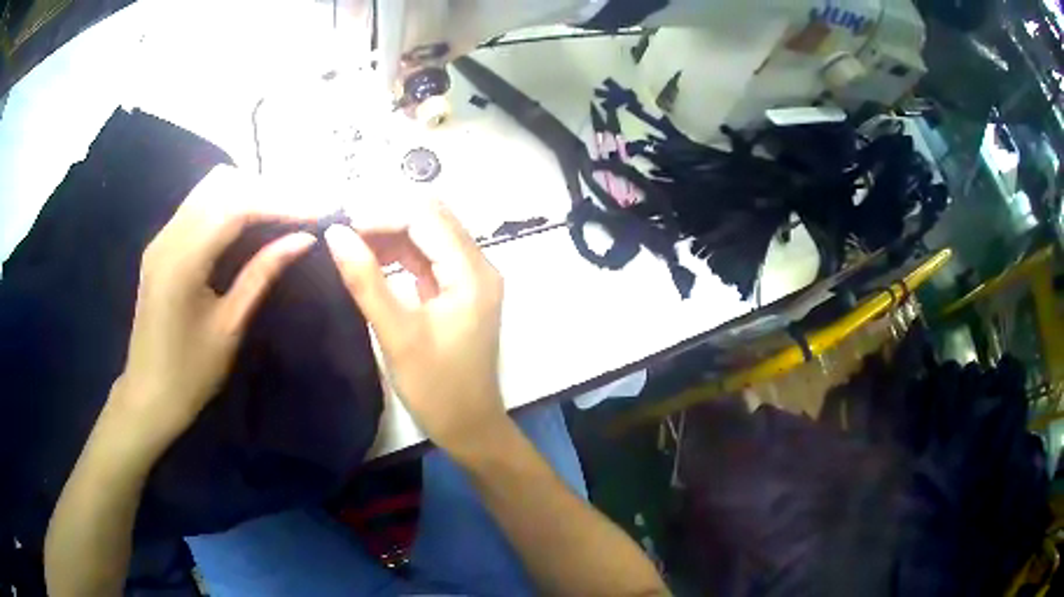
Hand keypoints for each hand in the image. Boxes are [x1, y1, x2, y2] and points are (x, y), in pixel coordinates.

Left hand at [110, 166, 322, 450]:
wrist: (148, 395)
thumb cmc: (190, 373)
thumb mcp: (230, 326)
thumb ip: (262, 273)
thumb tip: (304, 239)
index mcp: (182, 261)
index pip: (235, 208)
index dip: (281, 202)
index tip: (319, 209)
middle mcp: (168, 237)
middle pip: (222, 185)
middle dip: (267, 190)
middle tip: (304, 209)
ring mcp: (162, 237)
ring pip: (210, 188)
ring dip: (249, 191)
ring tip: (283, 211)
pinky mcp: (162, 245)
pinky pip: (199, 205)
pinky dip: (230, 203)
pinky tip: (251, 220)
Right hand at [325, 199, 506, 456]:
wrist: (469, 427)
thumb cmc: (436, 388)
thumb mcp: (397, 333)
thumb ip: (365, 281)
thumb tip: (335, 233)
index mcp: (472, 272)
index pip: (426, 218)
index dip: (383, 216)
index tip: (342, 230)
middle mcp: (478, 266)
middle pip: (430, 221)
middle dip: (386, 221)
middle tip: (344, 238)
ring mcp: (470, 279)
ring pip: (428, 237)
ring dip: (390, 237)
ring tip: (350, 248)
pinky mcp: (458, 292)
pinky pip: (428, 259)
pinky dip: (400, 256)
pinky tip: (370, 262)